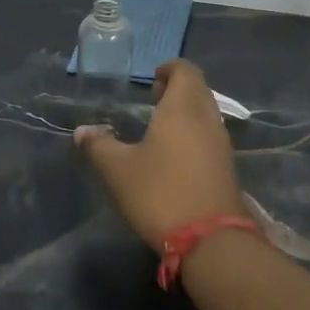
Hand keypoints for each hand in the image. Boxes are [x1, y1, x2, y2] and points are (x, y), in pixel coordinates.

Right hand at [75, 60, 246, 247]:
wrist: (209, 239)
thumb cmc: (160, 193)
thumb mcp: (118, 170)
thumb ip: (99, 146)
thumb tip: (83, 131)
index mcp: (183, 108)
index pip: (185, 71)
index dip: (169, 69)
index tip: (152, 79)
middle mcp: (207, 119)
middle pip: (198, 90)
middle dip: (177, 89)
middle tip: (153, 101)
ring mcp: (222, 144)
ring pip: (206, 114)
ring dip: (186, 113)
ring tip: (160, 128)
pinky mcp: (227, 167)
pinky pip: (210, 136)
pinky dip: (194, 134)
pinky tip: (174, 155)